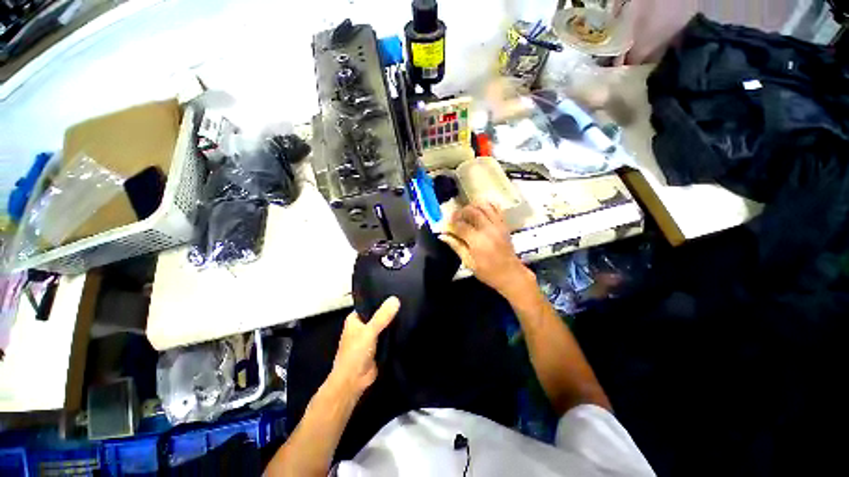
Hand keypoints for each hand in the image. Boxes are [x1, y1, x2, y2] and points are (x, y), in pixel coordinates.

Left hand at [328, 297, 399, 395]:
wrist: (354, 382)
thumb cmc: (355, 354)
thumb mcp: (369, 331)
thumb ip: (382, 316)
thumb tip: (395, 299)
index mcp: (355, 319)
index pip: (370, 304)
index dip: (381, 299)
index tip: (396, 291)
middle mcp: (363, 326)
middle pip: (379, 314)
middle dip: (389, 310)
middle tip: (406, 299)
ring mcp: (371, 336)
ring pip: (385, 325)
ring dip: (393, 321)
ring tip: (409, 309)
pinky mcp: (379, 346)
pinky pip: (389, 335)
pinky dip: (395, 332)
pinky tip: (407, 324)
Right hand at [440, 203, 533, 298]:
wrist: (511, 274)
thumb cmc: (488, 273)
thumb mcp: (469, 263)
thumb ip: (456, 246)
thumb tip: (443, 236)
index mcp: (478, 241)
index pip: (460, 226)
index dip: (450, 224)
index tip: (445, 226)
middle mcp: (488, 229)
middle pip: (471, 211)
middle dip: (459, 212)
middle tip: (453, 218)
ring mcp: (498, 225)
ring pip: (484, 206)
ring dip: (472, 206)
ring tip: (466, 213)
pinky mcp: (504, 224)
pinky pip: (496, 208)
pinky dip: (486, 206)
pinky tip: (480, 211)